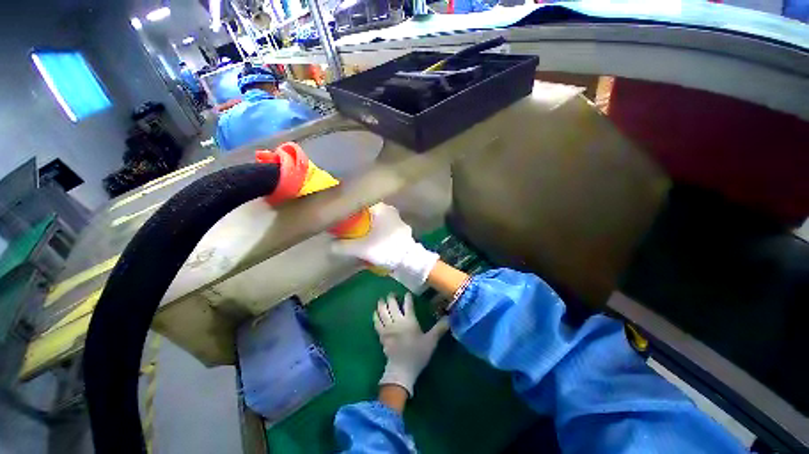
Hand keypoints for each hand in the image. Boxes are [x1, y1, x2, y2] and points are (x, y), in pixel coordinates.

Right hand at [332, 203, 438, 291]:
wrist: (409, 260)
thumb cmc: (385, 249)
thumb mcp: (362, 249)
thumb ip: (343, 246)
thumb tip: (330, 245)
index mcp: (381, 210)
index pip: (363, 202)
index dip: (351, 207)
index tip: (343, 214)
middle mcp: (390, 210)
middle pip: (370, 210)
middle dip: (359, 217)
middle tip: (349, 225)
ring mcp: (397, 219)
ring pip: (378, 218)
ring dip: (370, 224)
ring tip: (359, 232)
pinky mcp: (401, 229)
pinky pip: (385, 225)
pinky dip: (378, 229)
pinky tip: (373, 238)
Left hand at [374, 293, 448, 396]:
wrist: (401, 369)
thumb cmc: (417, 354)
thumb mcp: (431, 341)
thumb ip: (439, 329)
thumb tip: (449, 318)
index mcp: (409, 320)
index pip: (408, 304)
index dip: (407, 297)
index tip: (407, 293)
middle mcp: (397, 321)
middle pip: (392, 305)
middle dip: (391, 297)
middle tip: (392, 294)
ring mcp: (387, 327)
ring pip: (382, 312)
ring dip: (382, 304)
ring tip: (381, 299)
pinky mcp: (381, 335)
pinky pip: (376, 322)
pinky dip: (375, 316)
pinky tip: (375, 312)